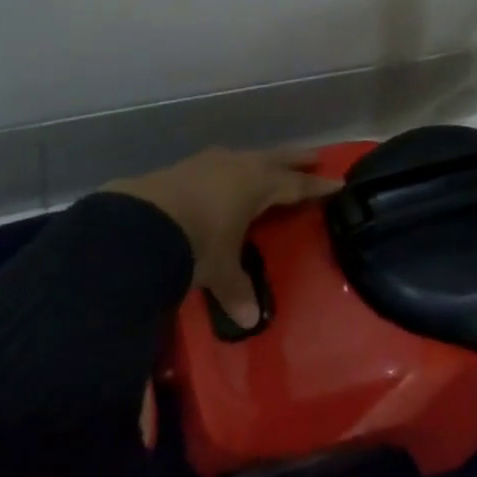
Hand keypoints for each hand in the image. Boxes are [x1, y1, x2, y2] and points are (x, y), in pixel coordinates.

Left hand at [106, 148, 340, 328]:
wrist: (139, 222)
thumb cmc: (196, 243)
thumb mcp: (220, 270)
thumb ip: (236, 290)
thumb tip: (249, 320)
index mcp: (258, 185)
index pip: (296, 185)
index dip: (316, 186)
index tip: (337, 182)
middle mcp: (238, 166)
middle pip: (276, 159)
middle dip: (296, 160)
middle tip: (316, 156)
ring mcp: (208, 162)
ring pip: (246, 157)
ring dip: (262, 160)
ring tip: (269, 165)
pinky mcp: (183, 167)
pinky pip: (219, 164)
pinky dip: (231, 169)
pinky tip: (224, 177)